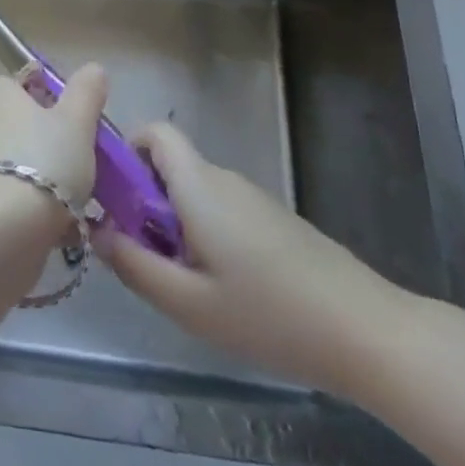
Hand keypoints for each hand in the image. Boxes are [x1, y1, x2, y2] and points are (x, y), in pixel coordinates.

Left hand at [0, 64, 104, 217]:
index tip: (78, 117)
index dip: (53, 95)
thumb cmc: (44, 160)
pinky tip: (64, 225)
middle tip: (86, 160)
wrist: (2, 228)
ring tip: (82, 199)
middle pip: (26, 124)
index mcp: (0, 94)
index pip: (25, 82)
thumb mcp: (76, 120)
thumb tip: (93, 69)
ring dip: (49, 177)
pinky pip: (16, 194)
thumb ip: (87, 92)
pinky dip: (38, 205)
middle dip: (54, 141)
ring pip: (23, 162)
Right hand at [97, 123, 414, 397]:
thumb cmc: (269, 313)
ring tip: (182, 284)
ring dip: (174, 225)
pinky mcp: (274, 222)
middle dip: (144, 203)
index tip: (113, 198)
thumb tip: (96, 231)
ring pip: (195, 194)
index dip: (126, 152)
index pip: (155, 133)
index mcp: (199, 185)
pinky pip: (221, 212)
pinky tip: (222, 291)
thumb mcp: (187, 303)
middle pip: (170, 168)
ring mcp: (254, 199)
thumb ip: (133, 264)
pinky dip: (204, 236)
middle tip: (142, 257)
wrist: (368, 332)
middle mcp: (225, 179)